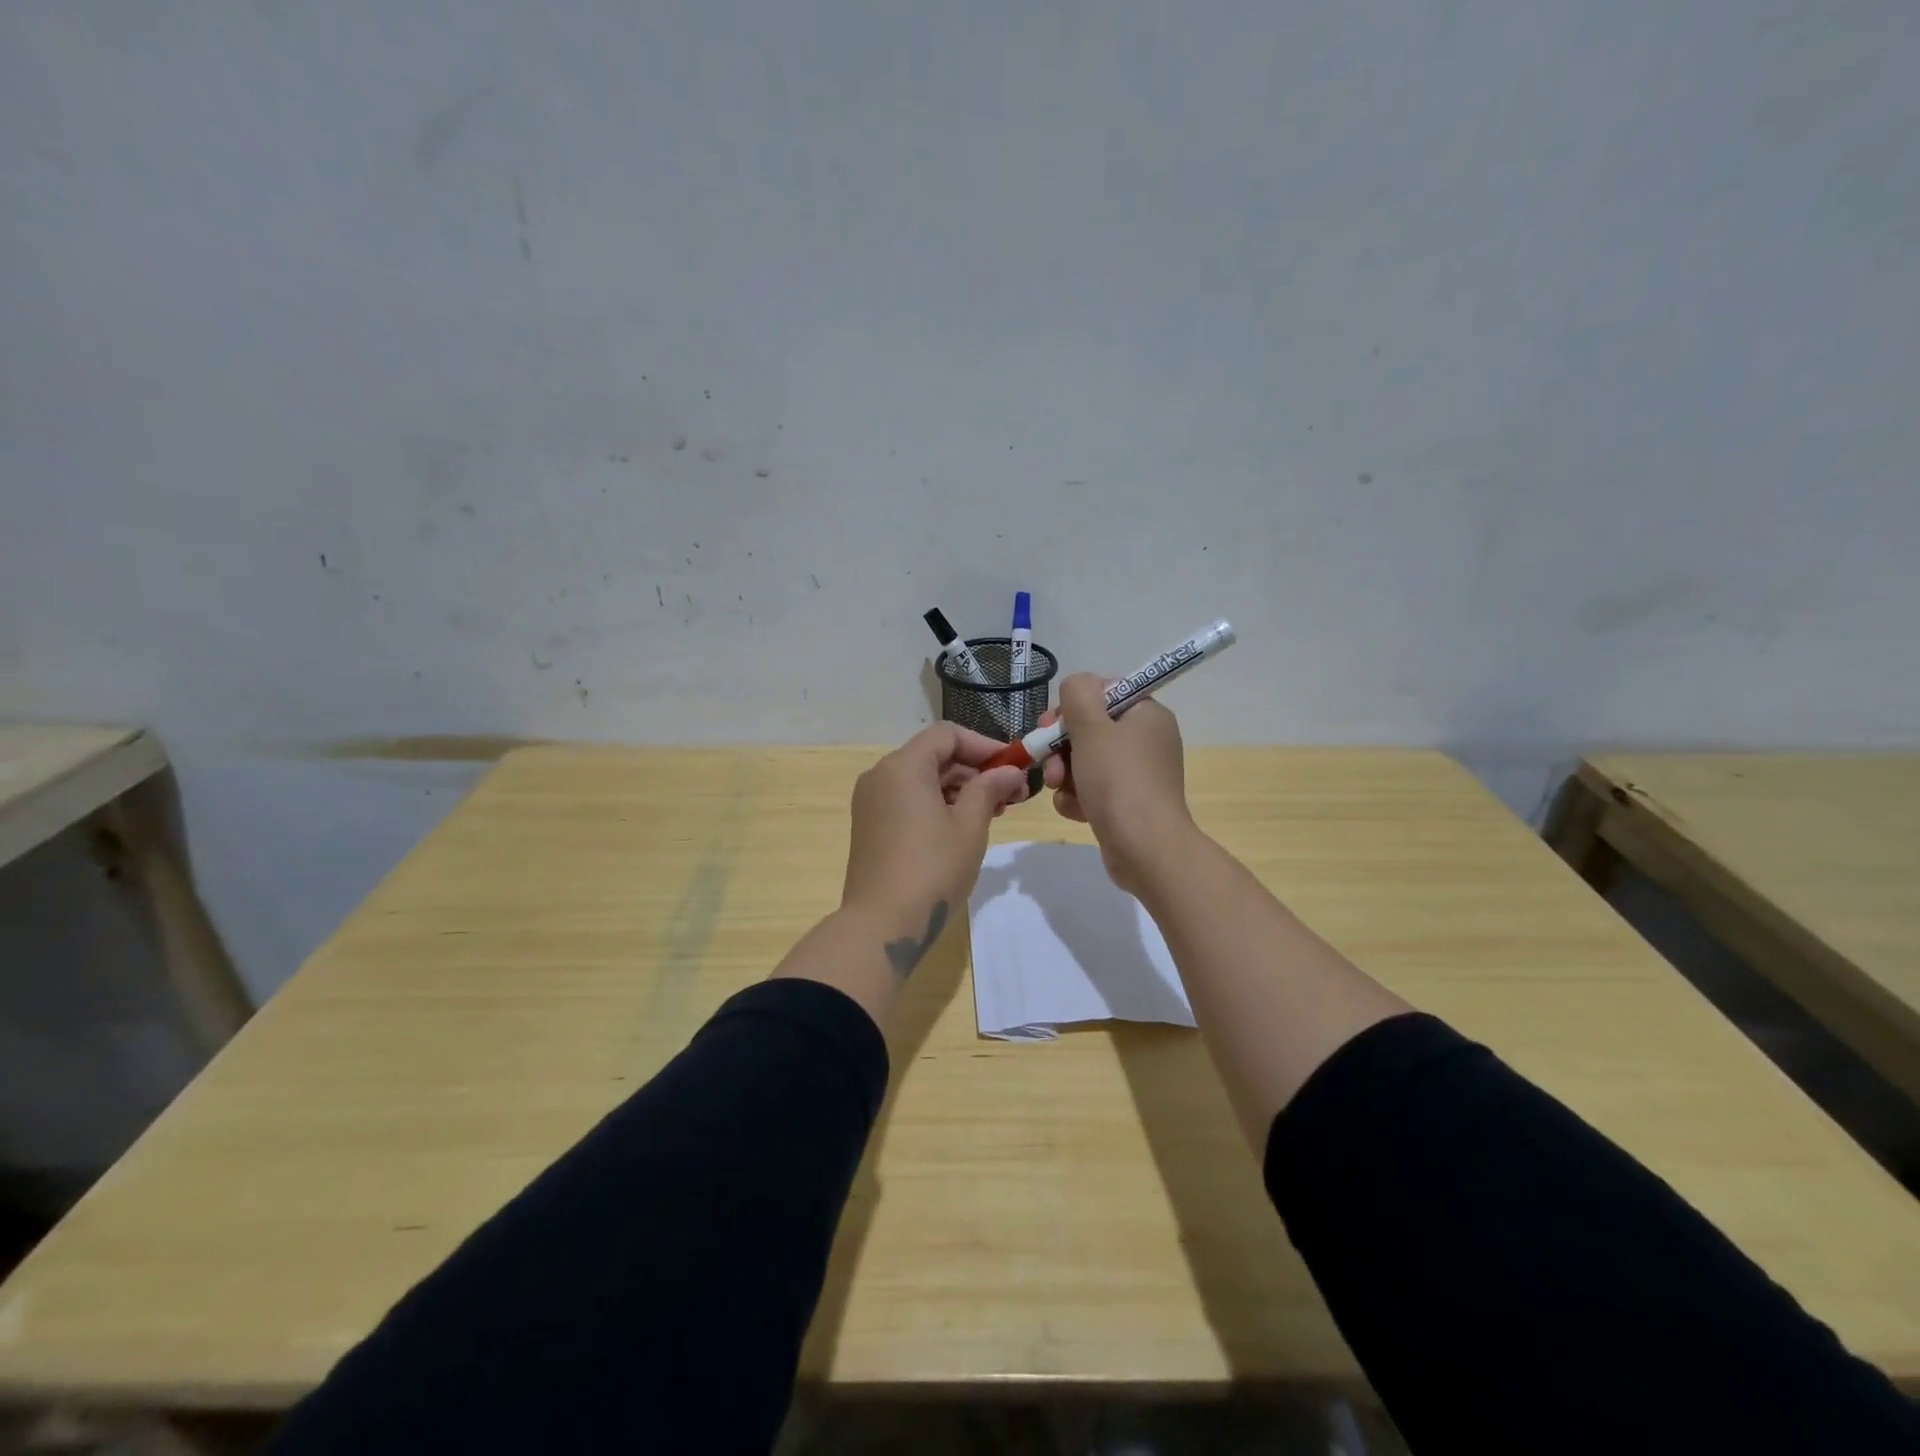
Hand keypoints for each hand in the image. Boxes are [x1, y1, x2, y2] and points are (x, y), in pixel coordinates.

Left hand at [841, 723, 1028, 967]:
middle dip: (975, 770)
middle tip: (1012, 795)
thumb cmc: (932, 869)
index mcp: (903, 766)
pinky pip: (908, 800)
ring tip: (994, 813)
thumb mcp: (970, 826)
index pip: (948, 735)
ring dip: (959, 789)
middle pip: (934, 755)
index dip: (985, 745)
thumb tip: (1008, 771)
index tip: (1014, 767)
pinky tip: (963, 827)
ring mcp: (871, 801)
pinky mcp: (870, 826)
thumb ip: (989, 789)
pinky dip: (937, 804)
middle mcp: (881, 775)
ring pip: (922, 779)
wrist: (881, 925)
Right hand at [1042, 672, 1197, 895]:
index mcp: (1147, 714)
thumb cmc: (1118, 780)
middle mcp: (1147, 740)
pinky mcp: (1128, 803)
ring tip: (1058, 789)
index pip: (1103, 692)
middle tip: (1048, 761)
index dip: (1072, 705)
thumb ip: (1078, 694)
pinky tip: (1075, 810)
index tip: (1052, 724)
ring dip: (1065, 774)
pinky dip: (1079, 797)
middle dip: (1061, 746)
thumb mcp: (1091, 726)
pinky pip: (1093, 789)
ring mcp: (1138, 774)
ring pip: (1086, 761)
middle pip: (1090, 729)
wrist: (1145, 848)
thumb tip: (1077, 684)